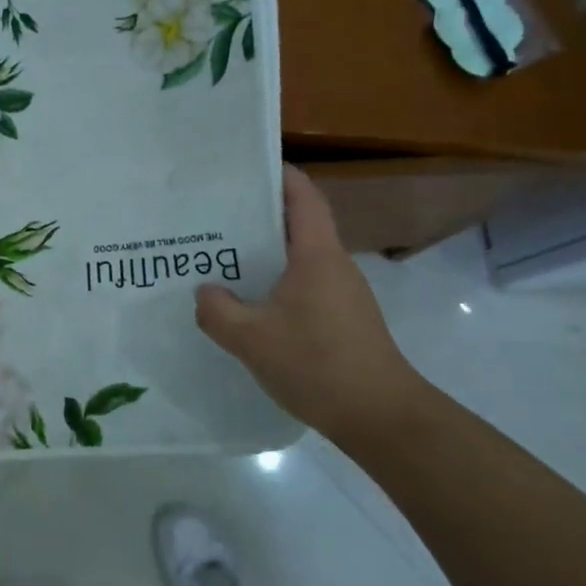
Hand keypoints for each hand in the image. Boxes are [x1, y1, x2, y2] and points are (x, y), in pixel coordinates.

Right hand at [194, 165, 427, 441]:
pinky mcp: (343, 318)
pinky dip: (276, 282)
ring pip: (299, 257)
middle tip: (214, 216)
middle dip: (258, 214)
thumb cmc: (318, 364)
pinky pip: (304, 284)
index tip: (243, 168)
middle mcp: (333, 264)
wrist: (381, 417)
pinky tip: (250, 303)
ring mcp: (342, 292)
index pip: (303, 195)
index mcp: (316, 254)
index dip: (278, 174)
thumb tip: (204, 291)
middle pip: (297, 223)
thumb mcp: (252, 339)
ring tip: (222, 258)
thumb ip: (218, 311)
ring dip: (265, 253)